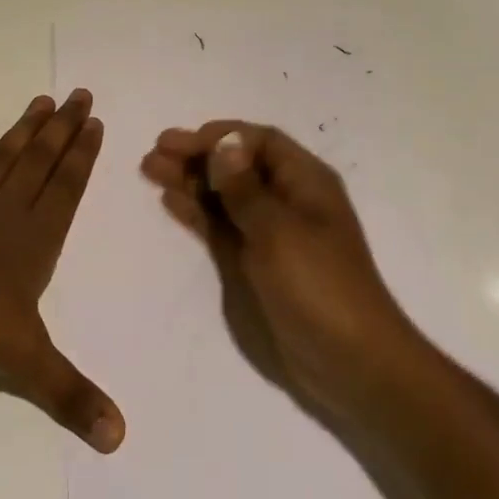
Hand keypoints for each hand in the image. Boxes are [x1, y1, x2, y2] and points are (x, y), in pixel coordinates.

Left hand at [0, 90, 124, 452]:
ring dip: (26, 129)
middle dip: (64, 128)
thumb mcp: (23, 361)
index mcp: (34, 238)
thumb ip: (69, 395)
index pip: (68, 187)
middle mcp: (6, 211)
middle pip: (42, 160)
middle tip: (80, 93)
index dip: (83, 155)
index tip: (95, 121)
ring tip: (42, 100)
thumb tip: (120, 438)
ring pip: (5, 157)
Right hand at [139, 121, 420, 419]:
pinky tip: (170, 201)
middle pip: (238, 166)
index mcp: (305, 182)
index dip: (220, 137)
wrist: (348, 361)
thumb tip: (224, 143)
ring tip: (150, 170)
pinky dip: (197, 212)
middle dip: (198, 155)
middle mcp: (287, 200)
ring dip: (191, 180)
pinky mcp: (255, 263)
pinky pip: (221, 227)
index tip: (180, 142)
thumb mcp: (280, 231)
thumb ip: (245, 189)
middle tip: (154, 153)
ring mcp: (270, 233)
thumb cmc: (319, 285)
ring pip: (224, 195)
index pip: (259, 142)